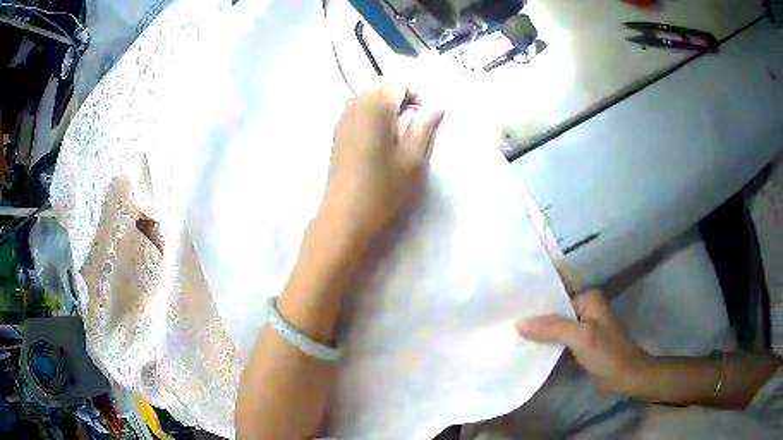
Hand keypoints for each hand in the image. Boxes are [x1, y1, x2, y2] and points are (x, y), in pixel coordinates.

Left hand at [318, 80, 444, 242]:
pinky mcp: (336, 133)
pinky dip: (372, 113)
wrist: (345, 216)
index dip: (415, 92)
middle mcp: (354, 106)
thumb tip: (436, 106)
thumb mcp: (412, 158)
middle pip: (380, 85)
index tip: (426, 115)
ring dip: (386, 104)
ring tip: (399, 129)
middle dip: (401, 96)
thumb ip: (424, 126)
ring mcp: (342, 119)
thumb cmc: (383, 189)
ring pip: (367, 96)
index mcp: (375, 107)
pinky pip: (356, 109)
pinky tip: (380, 138)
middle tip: (416, 121)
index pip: (396, 81)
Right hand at [517, 290, 654, 395]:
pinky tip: (526, 348)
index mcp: (587, 298)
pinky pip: (558, 340)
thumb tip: (518, 323)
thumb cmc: (607, 353)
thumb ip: (552, 328)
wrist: (625, 377)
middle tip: (504, 321)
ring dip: (537, 332)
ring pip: (555, 327)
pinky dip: (545, 344)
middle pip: (554, 311)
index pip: (556, 294)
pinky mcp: (579, 344)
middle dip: (533, 317)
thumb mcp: (581, 337)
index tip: (509, 305)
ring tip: (509, 334)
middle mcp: (584, 308)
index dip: (535, 300)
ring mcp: (582, 327)